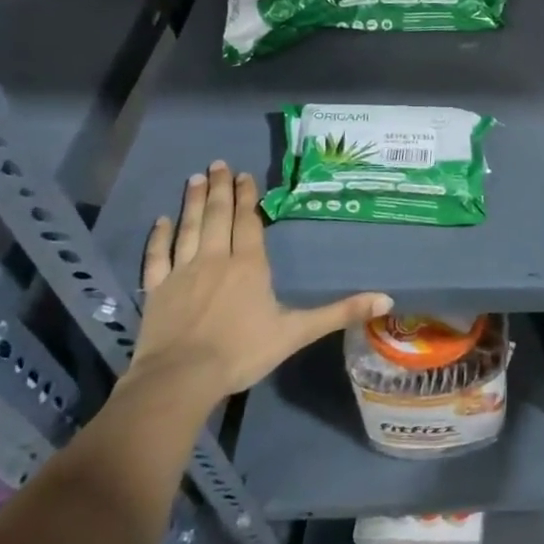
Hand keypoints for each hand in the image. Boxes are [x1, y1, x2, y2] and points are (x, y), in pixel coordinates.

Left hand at [128, 161, 392, 402]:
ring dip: (193, 201)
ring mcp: (182, 272)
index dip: (247, 197)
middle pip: (218, 216)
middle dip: (220, 188)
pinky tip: (161, 221)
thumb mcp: (298, 332)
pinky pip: (158, 256)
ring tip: (196, 178)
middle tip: (218, 164)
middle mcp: (216, 259)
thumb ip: (340, 313)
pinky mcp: (156, 290)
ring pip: (189, 227)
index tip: (244, 175)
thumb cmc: (243, 352)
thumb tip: (388, 300)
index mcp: (249, 265)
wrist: (181, 379)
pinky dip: (159, 237)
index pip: (248, 222)